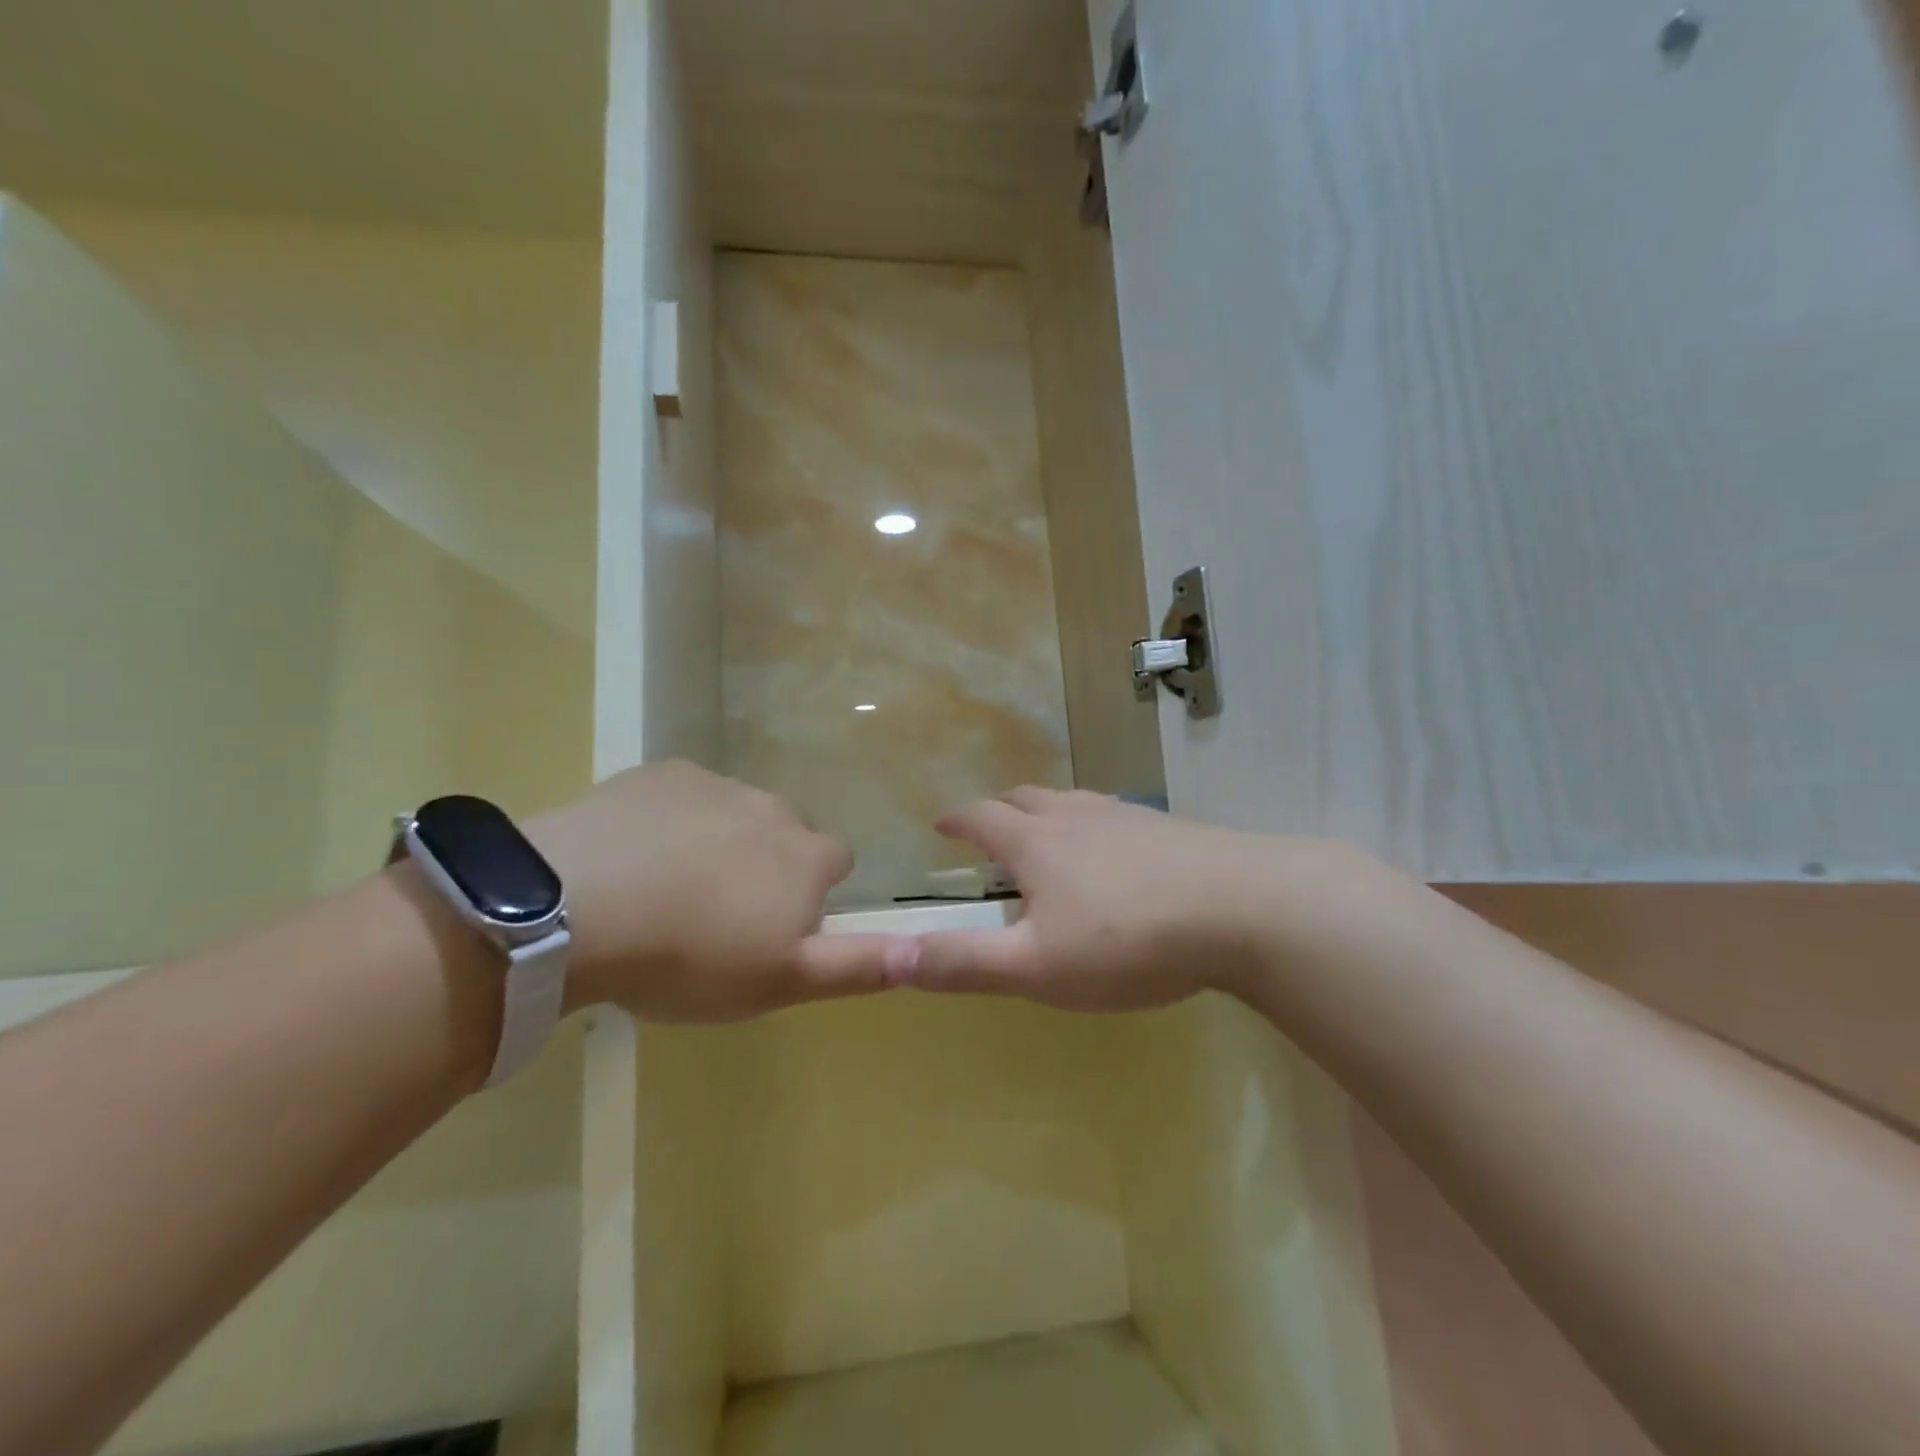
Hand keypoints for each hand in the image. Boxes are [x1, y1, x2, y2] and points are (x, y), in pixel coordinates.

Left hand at [526, 761, 892, 1020]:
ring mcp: (715, 784)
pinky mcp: (660, 773)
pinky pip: (681, 796)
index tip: (770, 928)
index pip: (835, 862)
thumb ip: (858, 966)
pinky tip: (633, 857)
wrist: (577, 908)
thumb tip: (925, 950)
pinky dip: (670, 821)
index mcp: (806, 855)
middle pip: (784, 835)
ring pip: (733, 814)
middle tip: (715, 916)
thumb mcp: (782, 982)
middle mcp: (773, 808)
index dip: (809, 895)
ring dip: (717, 843)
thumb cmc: (690, 957)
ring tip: (666, 891)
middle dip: (764, 866)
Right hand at [897, 787, 1388, 1010]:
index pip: (981, 817)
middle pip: (1026, 798)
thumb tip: (893, 956)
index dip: (957, 819)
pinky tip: (1115, 854)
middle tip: (992, 832)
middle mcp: (1076, 816)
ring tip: (1047, 839)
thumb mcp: (1037, 967)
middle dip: (1000, 811)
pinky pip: (1114, 815)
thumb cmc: (1128, 941)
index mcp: (1036, 842)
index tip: (942, 824)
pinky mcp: (1168, 828)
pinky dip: (1093, 826)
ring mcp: (1126, 816)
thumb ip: (964, 963)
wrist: (1244, 908)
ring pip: (1072, 802)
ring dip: (1048, 814)